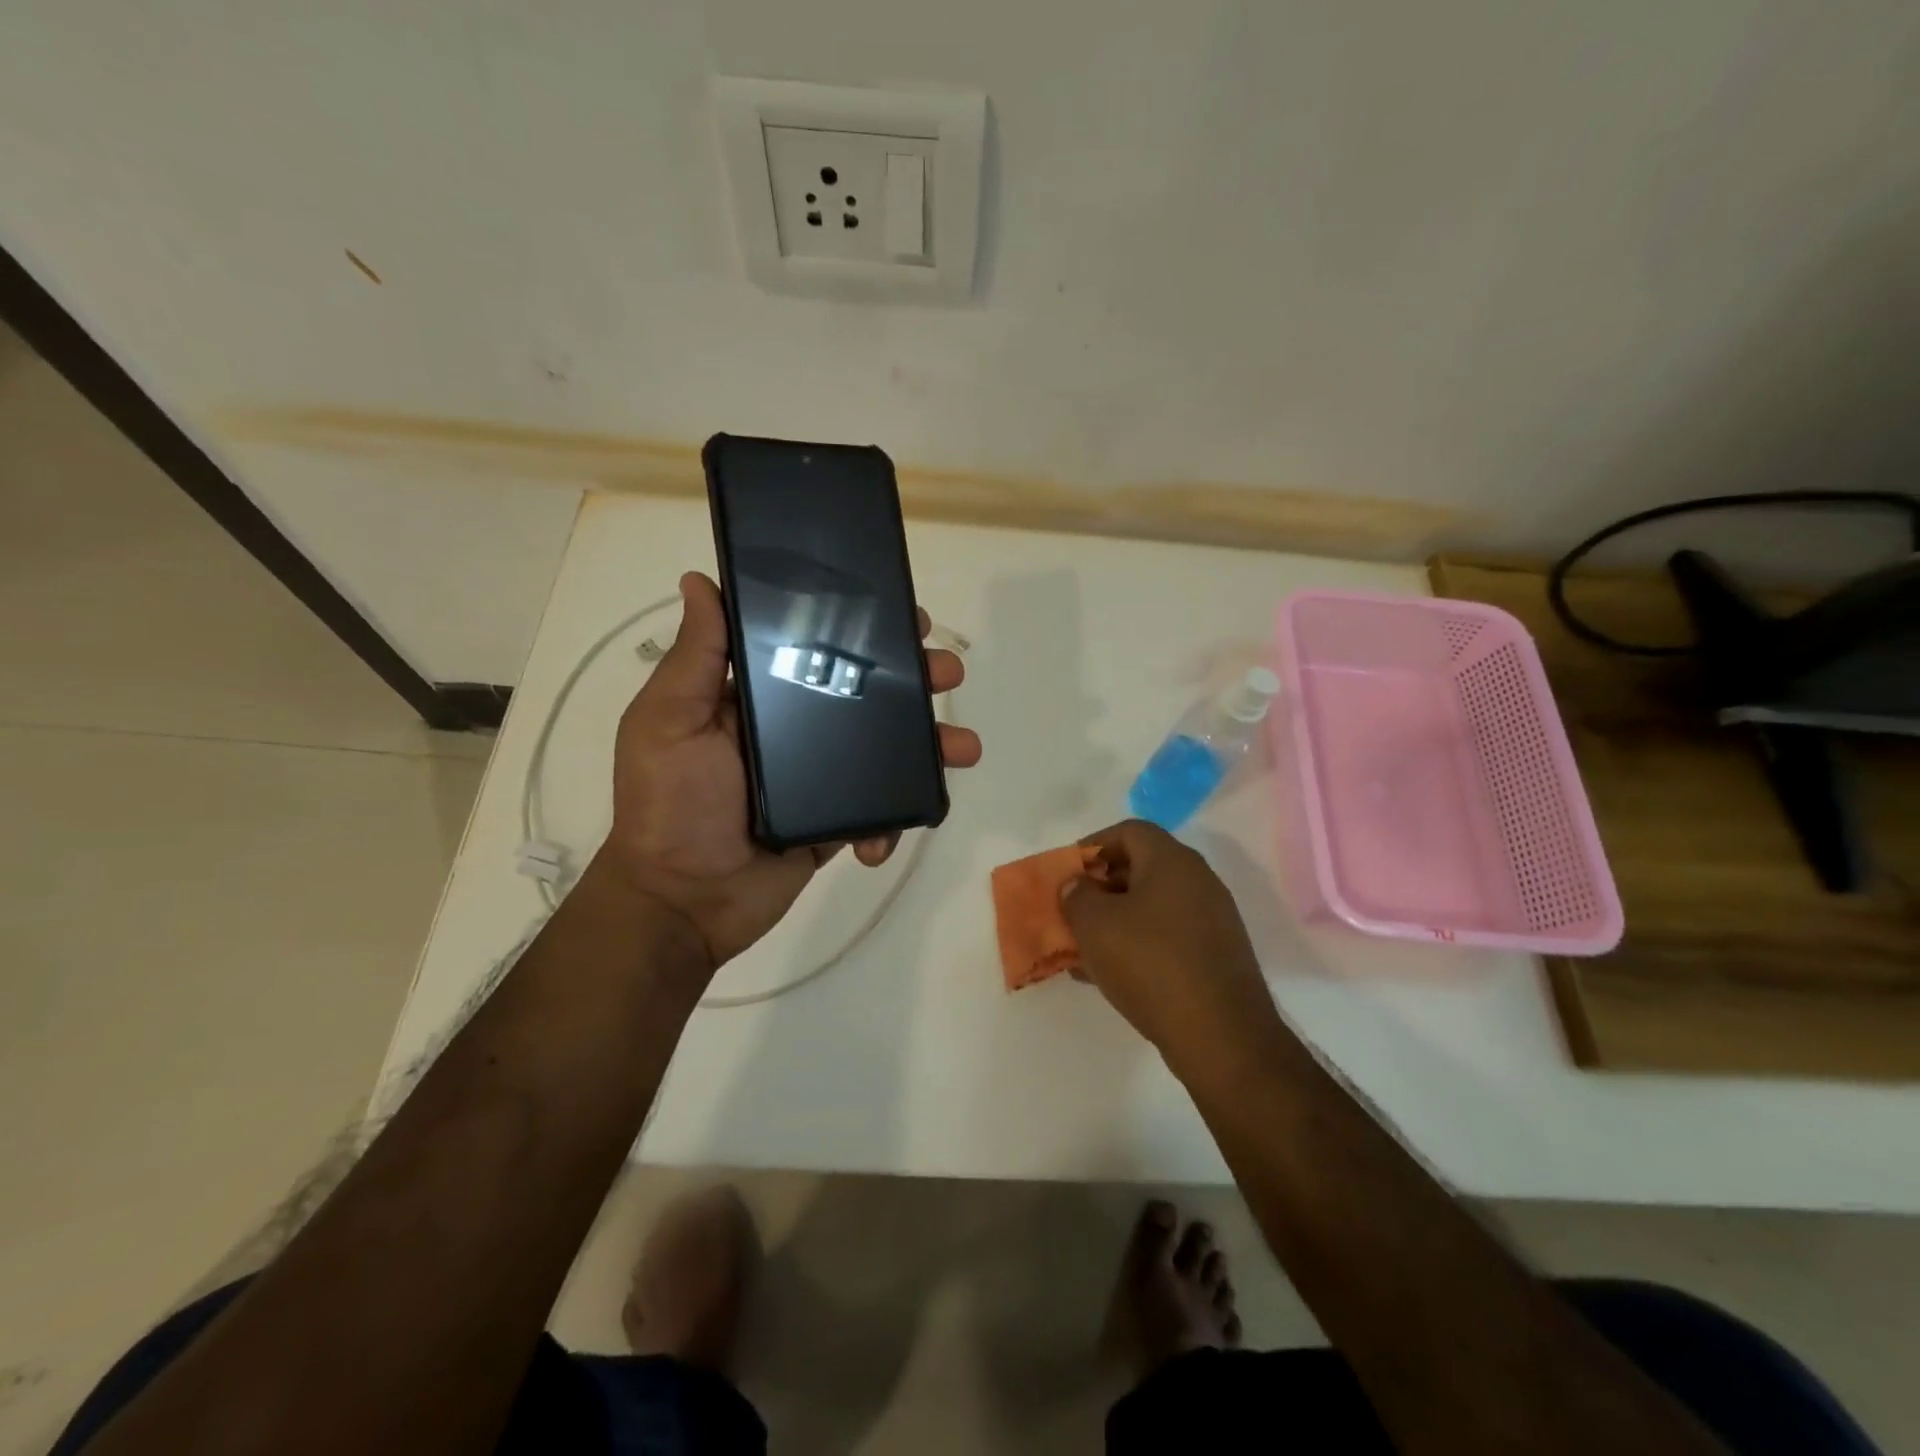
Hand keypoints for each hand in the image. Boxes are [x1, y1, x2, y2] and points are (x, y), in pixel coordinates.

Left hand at [599, 571, 981, 970]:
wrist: (683, 902)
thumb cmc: (669, 804)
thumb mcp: (668, 721)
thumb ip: (695, 657)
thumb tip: (699, 580)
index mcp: (759, 697)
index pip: (819, 648)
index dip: (862, 628)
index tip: (901, 615)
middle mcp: (796, 730)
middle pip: (866, 694)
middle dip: (914, 679)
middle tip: (946, 672)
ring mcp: (820, 777)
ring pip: (886, 750)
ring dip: (930, 745)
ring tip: (963, 748)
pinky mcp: (836, 821)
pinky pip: (880, 810)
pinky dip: (893, 820)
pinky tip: (884, 836)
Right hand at [1062, 820, 1281, 1070]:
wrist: (1221, 1037)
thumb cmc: (1151, 965)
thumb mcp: (1095, 925)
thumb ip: (1077, 895)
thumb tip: (1078, 885)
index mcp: (1172, 861)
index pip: (1128, 831)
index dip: (1092, 845)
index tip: (1067, 873)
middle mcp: (1198, 881)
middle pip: (1140, 868)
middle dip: (1100, 888)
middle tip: (1072, 911)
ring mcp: (1212, 920)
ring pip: (1151, 907)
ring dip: (1115, 921)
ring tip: (1083, 948)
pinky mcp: (1216, 956)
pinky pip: (1167, 937)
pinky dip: (1137, 945)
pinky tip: (1110, 975)